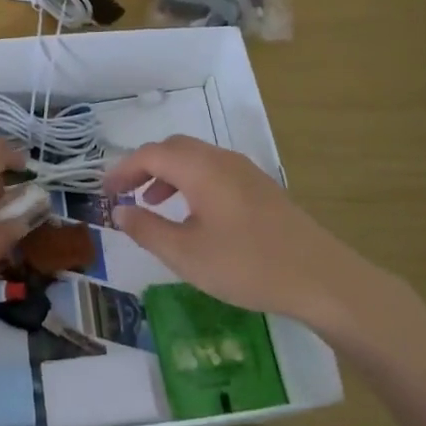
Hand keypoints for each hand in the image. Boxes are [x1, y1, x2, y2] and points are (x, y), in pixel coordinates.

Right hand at [102, 136, 412, 359]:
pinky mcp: (260, 186)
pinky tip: (193, 214)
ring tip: (153, 203)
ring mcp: (244, 170)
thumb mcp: (187, 255)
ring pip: (194, 157)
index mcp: (200, 169)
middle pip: (172, 148)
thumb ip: (147, 229)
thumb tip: (118, 211)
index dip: (122, 170)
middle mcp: (220, 159)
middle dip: (143, 166)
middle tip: (124, 194)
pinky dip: (190, 181)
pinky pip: (213, 170)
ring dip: (167, 173)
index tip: (103, 192)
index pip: (150, 154)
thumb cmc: (247, 265)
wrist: (321, 278)